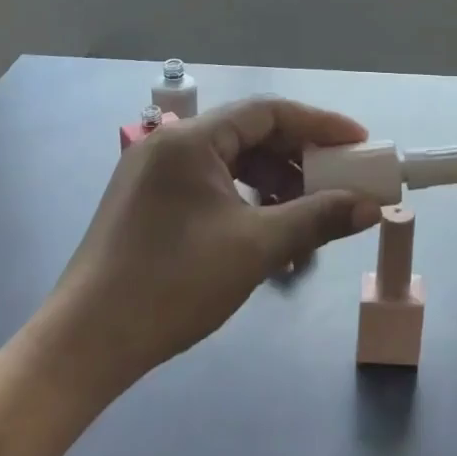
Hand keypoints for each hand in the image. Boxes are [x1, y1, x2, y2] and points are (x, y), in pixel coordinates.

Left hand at [54, 98, 383, 385]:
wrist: (87, 344)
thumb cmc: (174, 284)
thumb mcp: (256, 248)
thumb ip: (317, 218)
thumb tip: (370, 207)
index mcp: (191, 139)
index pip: (268, 112)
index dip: (319, 124)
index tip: (359, 144)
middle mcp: (171, 144)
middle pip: (250, 135)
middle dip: (299, 159)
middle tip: (339, 181)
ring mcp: (155, 174)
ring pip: (232, 164)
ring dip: (275, 186)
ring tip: (308, 218)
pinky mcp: (149, 202)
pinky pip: (211, 186)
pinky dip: (246, 203)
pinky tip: (268, 233)